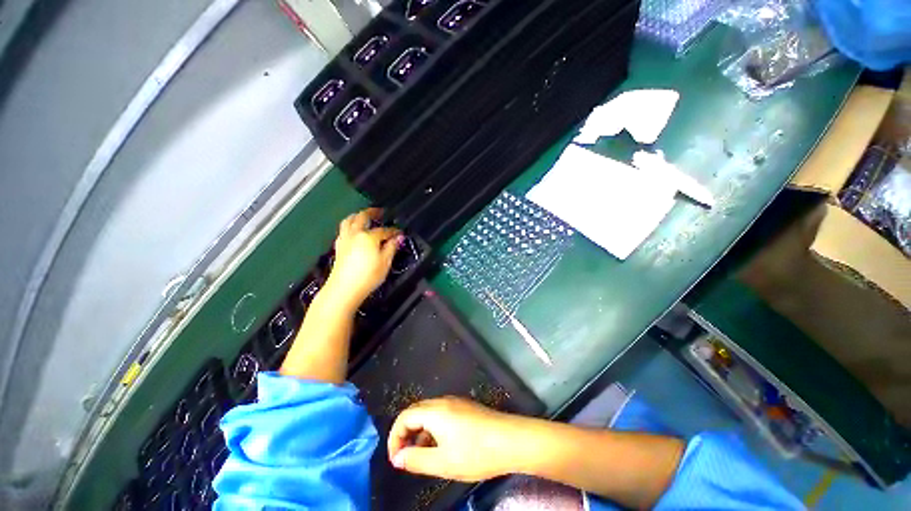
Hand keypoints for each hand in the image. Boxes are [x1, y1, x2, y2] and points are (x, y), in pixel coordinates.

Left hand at [325, 208, 401, 307]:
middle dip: (372, 213)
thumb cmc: (368, 276)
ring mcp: (345, 239)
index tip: (400, 233)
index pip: (384, 230)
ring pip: (348, 221)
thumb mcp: (385, 262)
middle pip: (362, 217)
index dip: (393, 231)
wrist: (344, 289)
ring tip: (363, 216)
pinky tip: (353, 231)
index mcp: (369, 237)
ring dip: (357, 216)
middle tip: (379, 212)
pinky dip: (349, 225)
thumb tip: (398, 238)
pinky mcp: (338, 246)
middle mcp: (355, 234)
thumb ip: (391, 248)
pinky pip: (343, 229)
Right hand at [387, 397, 524, 481]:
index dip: (395, 437)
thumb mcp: (442, 462)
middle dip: (406, 433)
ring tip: (421, 455)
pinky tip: (441, 446)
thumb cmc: (475, 453)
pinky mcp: (466, 407)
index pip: (404, 417)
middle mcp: (444, 401)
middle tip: (405, 457)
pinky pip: (442, 414)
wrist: (510, 440)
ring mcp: (456, 402)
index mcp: (435, 411)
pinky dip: (433, 428)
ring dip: (420, 431)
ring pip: (429, 413)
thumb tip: (397, 458)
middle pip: (416, 412)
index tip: (395, 459)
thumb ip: (416, 459)